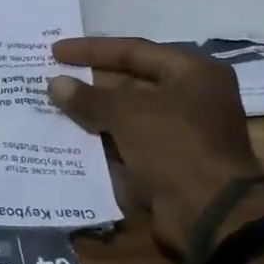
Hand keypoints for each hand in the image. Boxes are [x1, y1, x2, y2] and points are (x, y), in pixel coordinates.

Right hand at [47, 38, 263, 250]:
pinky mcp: (171, 162)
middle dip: (92, 83)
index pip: (134, 50)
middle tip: (53, 79)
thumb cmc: (174, 145)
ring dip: (95, 113)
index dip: (92, 50)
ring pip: (129, 115)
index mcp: (194, 73)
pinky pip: (130, 143)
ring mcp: (183, 133)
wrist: (210, 213)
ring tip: (55, 107)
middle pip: (132, 82)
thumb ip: (88, 97)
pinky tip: (71, 138)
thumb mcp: (126, 113)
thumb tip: (55, 83)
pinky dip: (104, 140)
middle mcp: (193, 97)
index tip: (56, 51)